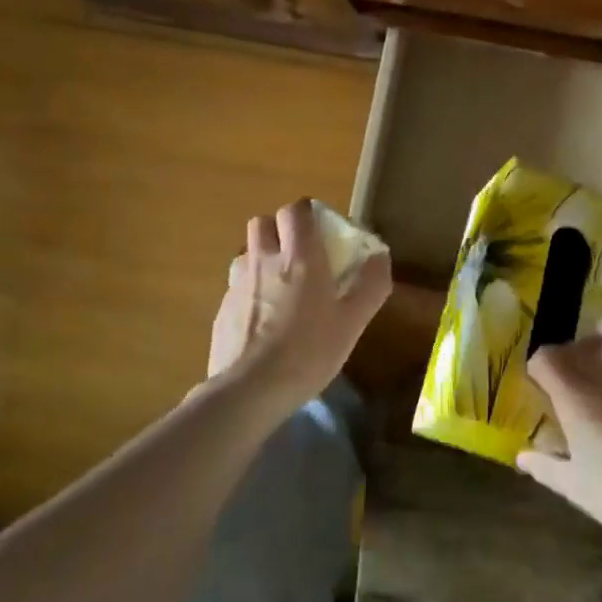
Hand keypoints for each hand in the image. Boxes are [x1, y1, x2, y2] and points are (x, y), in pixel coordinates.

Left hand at [207, 200, 391, 409]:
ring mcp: (237, 284)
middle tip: (298, 255)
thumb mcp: (352, 322)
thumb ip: (370, 285)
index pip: (296, 211)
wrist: (249, 390)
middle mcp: (263, 261)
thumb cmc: (308, 352)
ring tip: (278, 288)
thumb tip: (380, 256)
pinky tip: (261, 322)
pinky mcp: (221, 310)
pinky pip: (236, 286)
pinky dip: (249, 292)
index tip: (322, 232)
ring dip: (261, 258)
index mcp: (298, 258)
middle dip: (280, 230)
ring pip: (247, 253)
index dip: (308, 214)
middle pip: (263, 222)